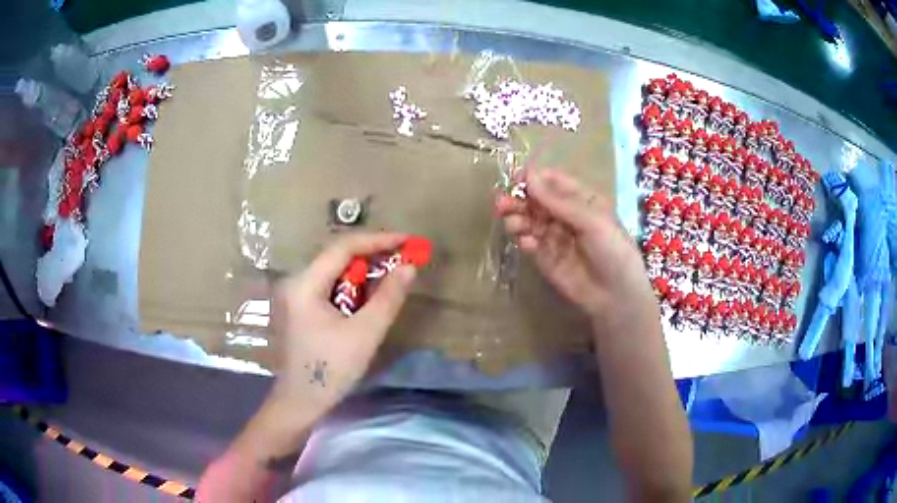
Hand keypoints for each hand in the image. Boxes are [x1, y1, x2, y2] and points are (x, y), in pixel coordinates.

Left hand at [269, 233, 416, 410]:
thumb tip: (409, 267)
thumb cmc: (330, 370)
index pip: (343, 247)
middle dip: (373, 256)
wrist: (300, 403)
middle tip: (406, 258)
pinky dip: (353, 288)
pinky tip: (371, 296)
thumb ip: (388, 297)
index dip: (378, 240)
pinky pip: (331, 288)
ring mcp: (297, 296)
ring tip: (394, 275)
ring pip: (335, 273)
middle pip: (338, 257)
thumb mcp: (365, 333)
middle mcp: (297, 282)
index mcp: (305, 284)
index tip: (408, 241)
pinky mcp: (301, 309)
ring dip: (365, 273)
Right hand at [497, 169, 657, 332]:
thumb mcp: (591, 221)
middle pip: (536, 200)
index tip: (515, 180)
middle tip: (501, 204)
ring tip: (512, 224)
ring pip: (528, 220)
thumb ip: (558, 200)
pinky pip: (529, 243)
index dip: (534, 178)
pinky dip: (524, 240)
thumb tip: (529, 175)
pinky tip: (527, 244)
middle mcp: (565, 215)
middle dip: (518, 199)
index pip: (553, 181)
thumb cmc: (612, 250)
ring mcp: (554, 236)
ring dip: (517, 218)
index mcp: (581, 200)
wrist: (616, 295)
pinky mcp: (545, 257)